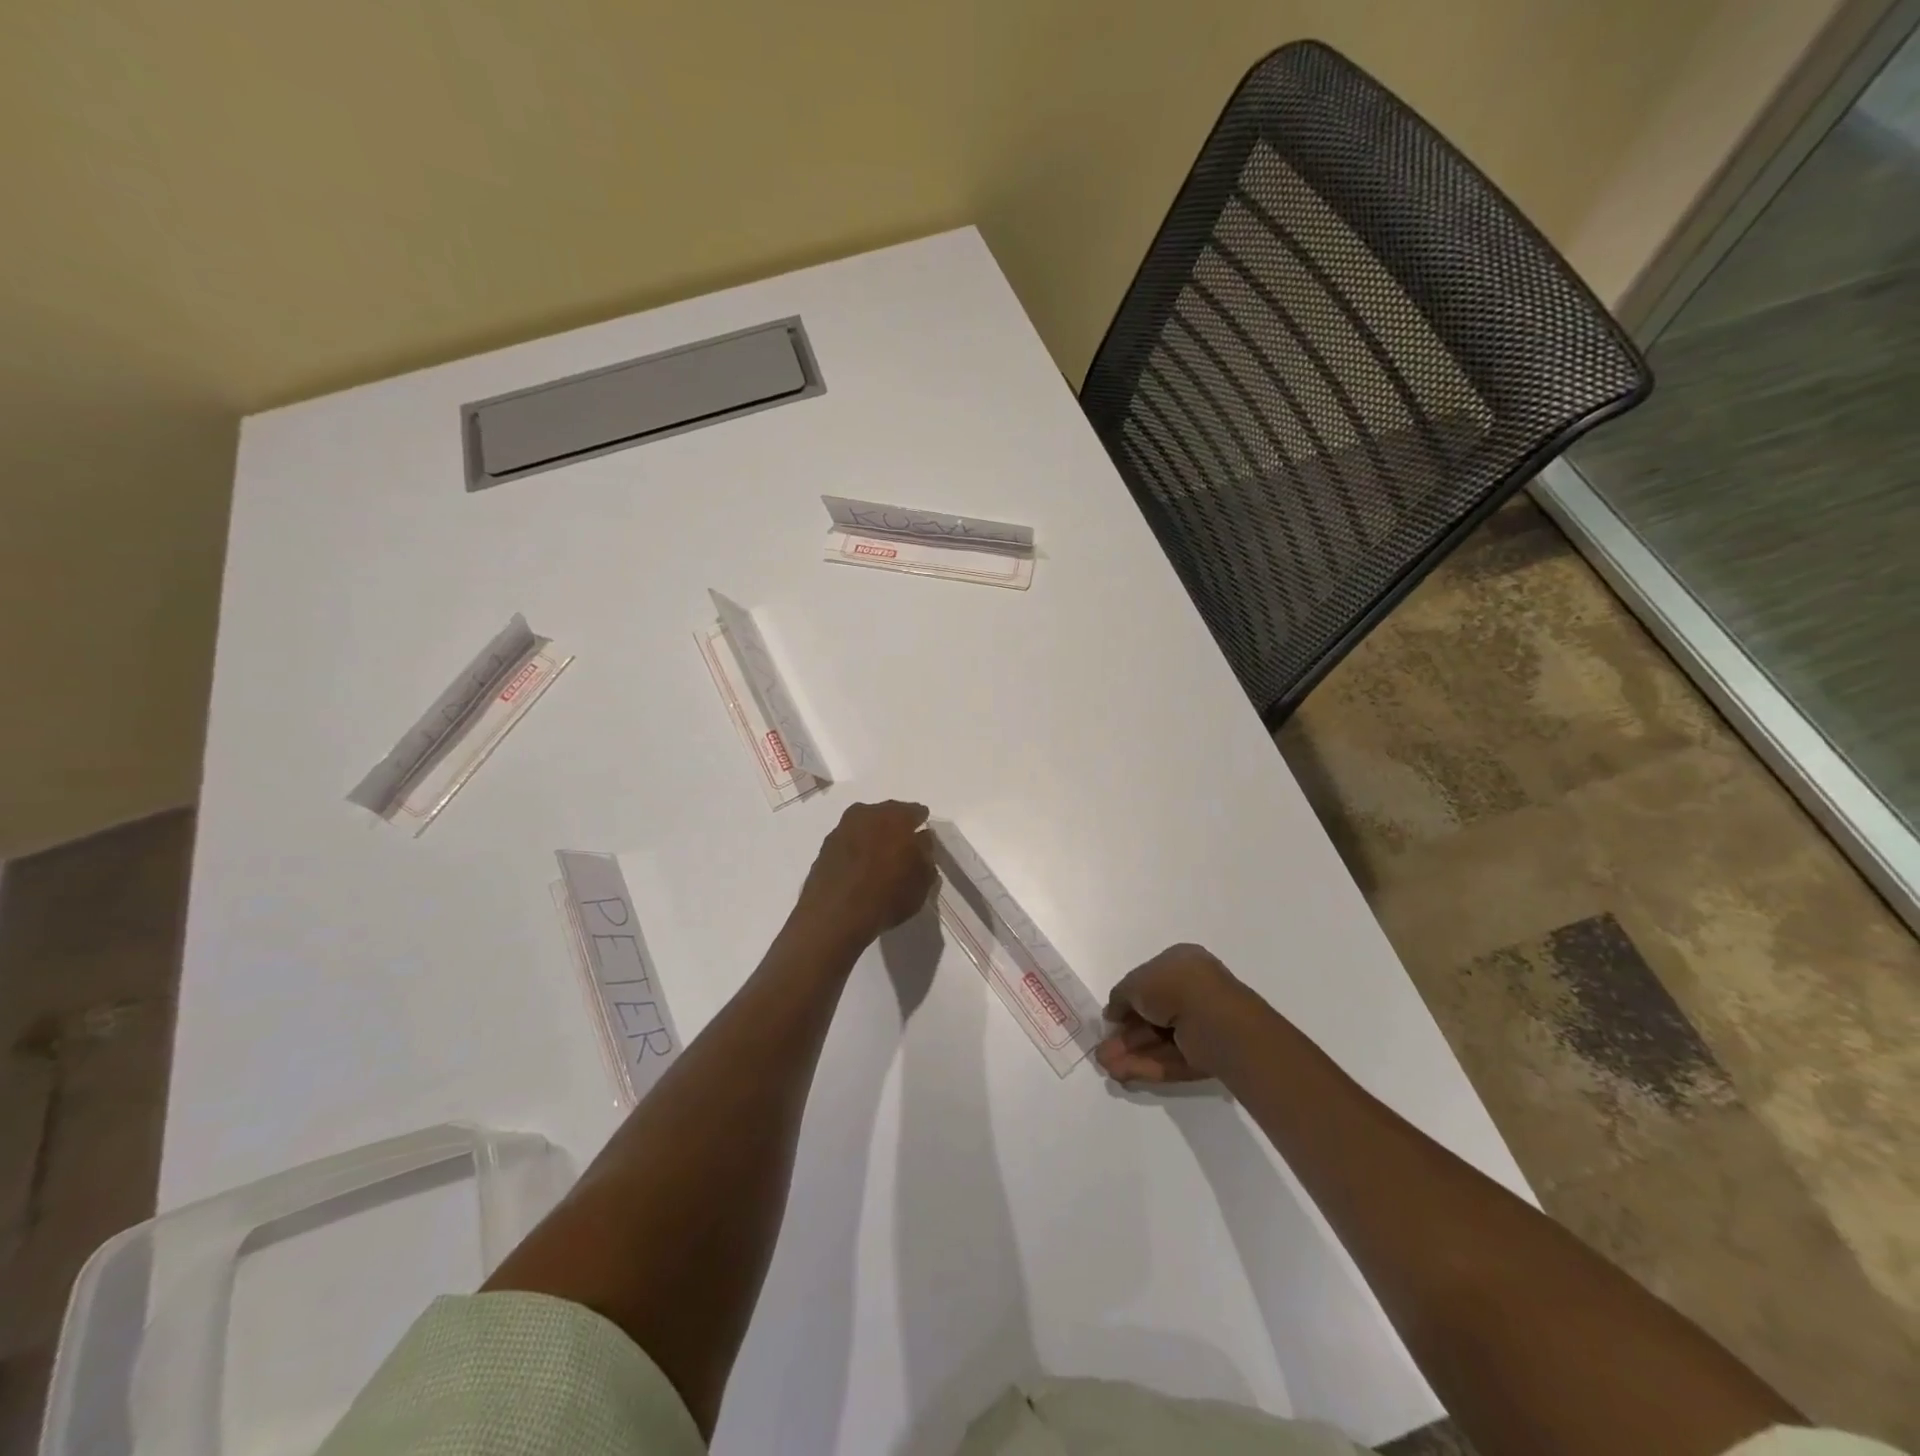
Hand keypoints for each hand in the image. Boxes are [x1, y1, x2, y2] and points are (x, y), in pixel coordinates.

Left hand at [793, 801, 936, 947]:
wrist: (835, 916)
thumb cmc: (887, 894)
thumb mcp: (922, 880)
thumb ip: (926, 855)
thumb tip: (921, 841)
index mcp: (895, 816)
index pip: (916, 812)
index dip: (921, 824)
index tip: (923, 839)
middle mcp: (867, 814)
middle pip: (887, 815)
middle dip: (895, 828)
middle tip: (902, 847)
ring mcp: (841, 829)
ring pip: (865, 828)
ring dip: (873, 838)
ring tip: (879, 860)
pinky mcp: (824, 848)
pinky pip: (848, 844)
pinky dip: (855, 851)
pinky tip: (859, 870)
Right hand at [1096, 943, 1260, 1083]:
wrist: (1213, 1018)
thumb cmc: (1172, 986)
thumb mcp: (1134, 983)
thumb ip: (1119, 997)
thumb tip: (1111, 1014)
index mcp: (1180, 963)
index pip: (1149, 982)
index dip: (1126, 1001)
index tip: (1110, 1019)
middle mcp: (1192, 991)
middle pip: (1151, 1016)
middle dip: (1124, 1035)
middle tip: (1102, 1049)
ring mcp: (1200, 1025)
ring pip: (1158, 1040)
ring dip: (1130, 1053)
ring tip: (1104, 1065)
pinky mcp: (1205, 1055)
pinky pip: (1170, 1058)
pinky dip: (1145, 1065)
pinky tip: (1121, 1073)